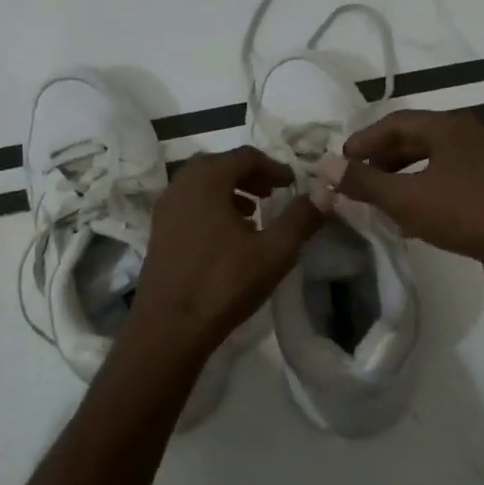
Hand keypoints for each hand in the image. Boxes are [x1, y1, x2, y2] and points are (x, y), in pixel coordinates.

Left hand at [130, 147, 322, 359]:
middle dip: (248, 175)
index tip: (292, 184)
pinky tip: (229, 237)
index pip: (244, 156)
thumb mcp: (274, 251)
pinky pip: (189, 205)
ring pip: (201, 186)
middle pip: (218, 165)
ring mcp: (165, 210)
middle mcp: (180, 186)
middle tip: (272, 193)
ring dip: (229, 191)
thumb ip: (301, 218)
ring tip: (253, 214)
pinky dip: (211, 208)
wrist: (169, 328)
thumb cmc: (224, 283)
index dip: (273, 166)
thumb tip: (325, 194)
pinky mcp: (158, 233)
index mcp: (206, 181)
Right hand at [339, 110, 483, 306]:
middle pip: (413, 141)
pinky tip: (408, 221)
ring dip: (399, 180)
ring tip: (376, 201)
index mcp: (449, 127)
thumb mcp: (406, 197)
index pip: (395, 122)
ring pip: (430, 164)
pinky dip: (421, 194)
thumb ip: (364, 182)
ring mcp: (482, 164)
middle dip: (380, 161)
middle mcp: (467, 137)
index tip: (340, 162)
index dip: (363, 140)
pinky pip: (446, 184)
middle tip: (355, 180)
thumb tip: (326, 166)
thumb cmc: (465, 213)